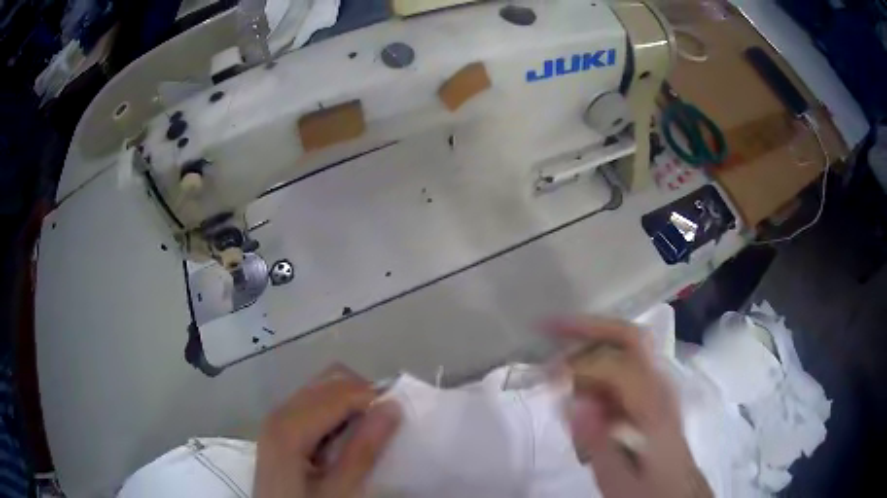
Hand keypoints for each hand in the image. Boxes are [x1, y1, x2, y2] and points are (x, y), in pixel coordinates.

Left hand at [254, 366, 401, 497]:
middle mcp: (280, 412)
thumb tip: (392, 406)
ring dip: (350, 402)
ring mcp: (277, 418)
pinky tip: (345, 437)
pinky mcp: (280, 428)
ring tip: (369, 430)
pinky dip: (336, 411)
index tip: (400, 414)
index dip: (373, 397)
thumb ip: (364, 450)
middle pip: (329, 381)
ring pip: (321, 389)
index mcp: (289, 426)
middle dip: (362, 395)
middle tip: (386, 423)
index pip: (339, 392)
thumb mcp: (338, 490)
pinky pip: (312, 404)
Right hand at [549, 317, 711, 497]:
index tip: (545, 374)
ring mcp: (658, 388)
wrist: (678, 491)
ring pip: (626, 350)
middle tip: (551, 326)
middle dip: (589, 327)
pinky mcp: (652, 396)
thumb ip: (598, 443)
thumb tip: (574, 403)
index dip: (579, 364)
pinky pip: (624, 369)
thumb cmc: (649, 489)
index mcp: (653, 407)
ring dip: (591, 346)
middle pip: (629, 338)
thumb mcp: (620, 480)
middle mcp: (659, 387)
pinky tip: (580, 387)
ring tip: (558, 365)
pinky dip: (598, 367)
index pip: (616, 366)